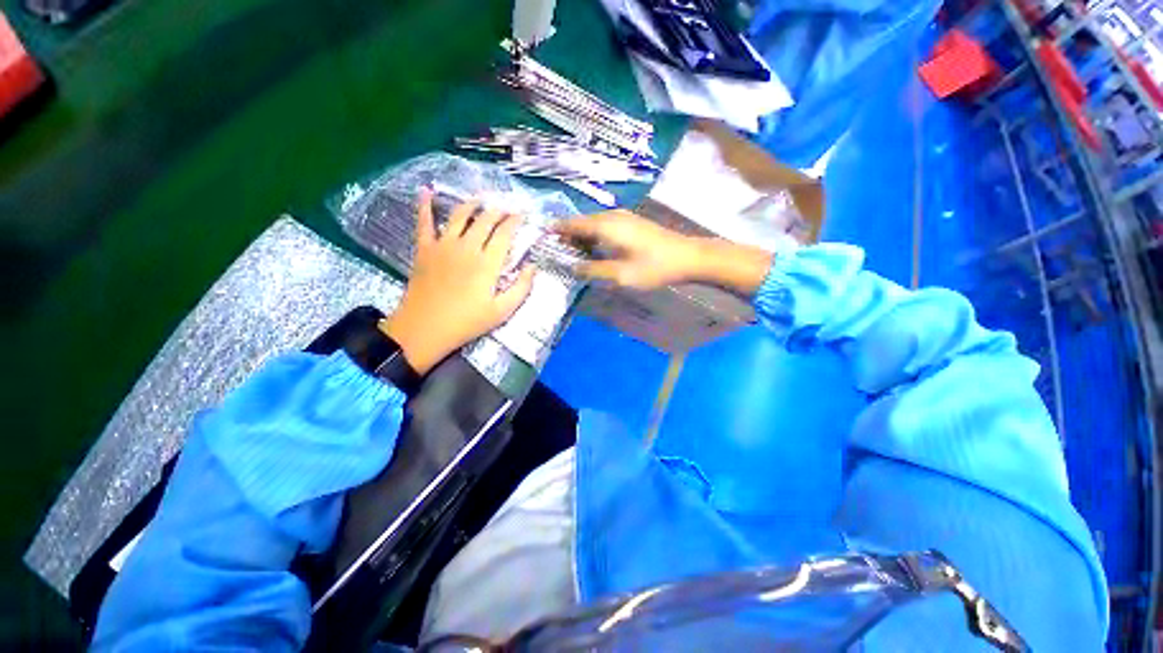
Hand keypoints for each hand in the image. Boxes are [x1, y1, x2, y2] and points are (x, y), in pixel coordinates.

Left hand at [381, 189, 535, 373]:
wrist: (425, 328)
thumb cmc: (467, 322)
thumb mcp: (502, 311)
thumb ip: (521, 288)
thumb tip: (533, 267)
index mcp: (487, 263)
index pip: (504, 233)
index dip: (514, 221)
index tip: (522, 214)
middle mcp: (467, 247)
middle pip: (484, 220)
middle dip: (498, 210)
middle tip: (506, 207)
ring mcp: (443, 245)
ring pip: (459, 215)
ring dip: (472, 204)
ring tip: (480, 199)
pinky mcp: (424, 249)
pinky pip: (424, 222)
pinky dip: (425, 205)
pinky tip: (426, 190)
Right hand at [553, 210, 704, 289]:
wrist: (687, 257)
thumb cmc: (653, 267)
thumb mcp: (620, 275)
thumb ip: (593, 270)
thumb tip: (571, 267)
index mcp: (605, 225)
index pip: (572, 224)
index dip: (556, 230)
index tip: (541, 239)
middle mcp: (611, 216)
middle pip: (581, 223)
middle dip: (566, 236)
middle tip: (555, 253)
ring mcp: (622, 218)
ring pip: (592, 225)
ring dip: (580, 238)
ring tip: (570, 255)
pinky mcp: (630, 224)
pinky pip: (603, 227)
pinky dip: (593, 238)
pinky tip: (592, 251)